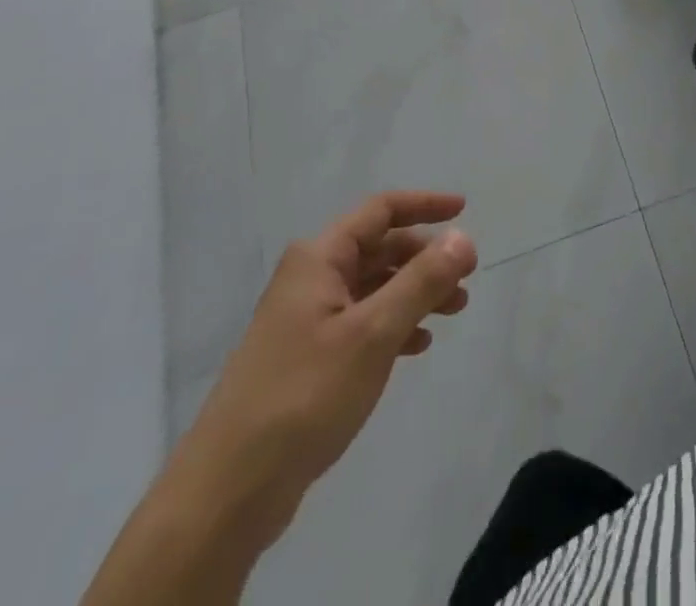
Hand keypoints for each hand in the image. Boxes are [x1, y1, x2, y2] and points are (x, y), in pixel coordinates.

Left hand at [164, 192, 478, 558]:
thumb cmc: (305, 394)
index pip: (381, 211)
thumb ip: (422, 281)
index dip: (425, 205)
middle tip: (466, 277)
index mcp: (320, 258)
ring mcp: (306, 320)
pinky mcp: (307, 358)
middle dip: (425, 258)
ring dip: (415, 293)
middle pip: (379, 248)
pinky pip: (362, 324)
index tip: (464, 210)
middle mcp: (311, 278)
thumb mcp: (374, 332)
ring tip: (454, 311)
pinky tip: (418, 346)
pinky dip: (394, 325)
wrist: (229, 490)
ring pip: (374, 288)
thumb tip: (463, 238)